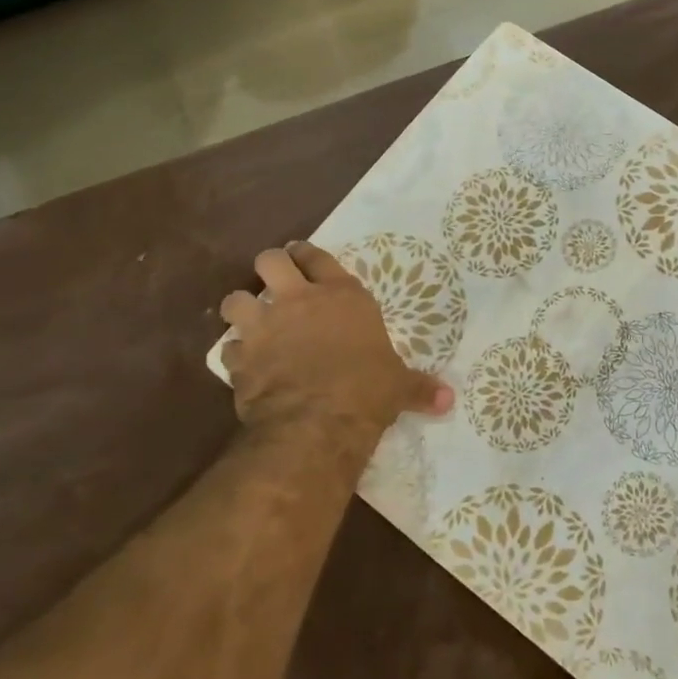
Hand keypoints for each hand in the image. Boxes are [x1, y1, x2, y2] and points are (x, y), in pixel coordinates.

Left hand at [221, 243, 453, 447]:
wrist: (316, 424)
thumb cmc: (366, 391)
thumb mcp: (399, 386)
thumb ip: (419, 387)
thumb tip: (449, 399)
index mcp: (342, 296)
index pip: (317, 256)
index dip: (307, 254)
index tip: (302, 258)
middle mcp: (299, 301)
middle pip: (270, 261)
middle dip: (270, 267)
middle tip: (275, 281)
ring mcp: (265, 327)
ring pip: (235, 298)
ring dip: (240, 308)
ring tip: (249, 320)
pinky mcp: (241, 358)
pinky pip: (228, 347)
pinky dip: (235, 353)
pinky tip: (243, 363)